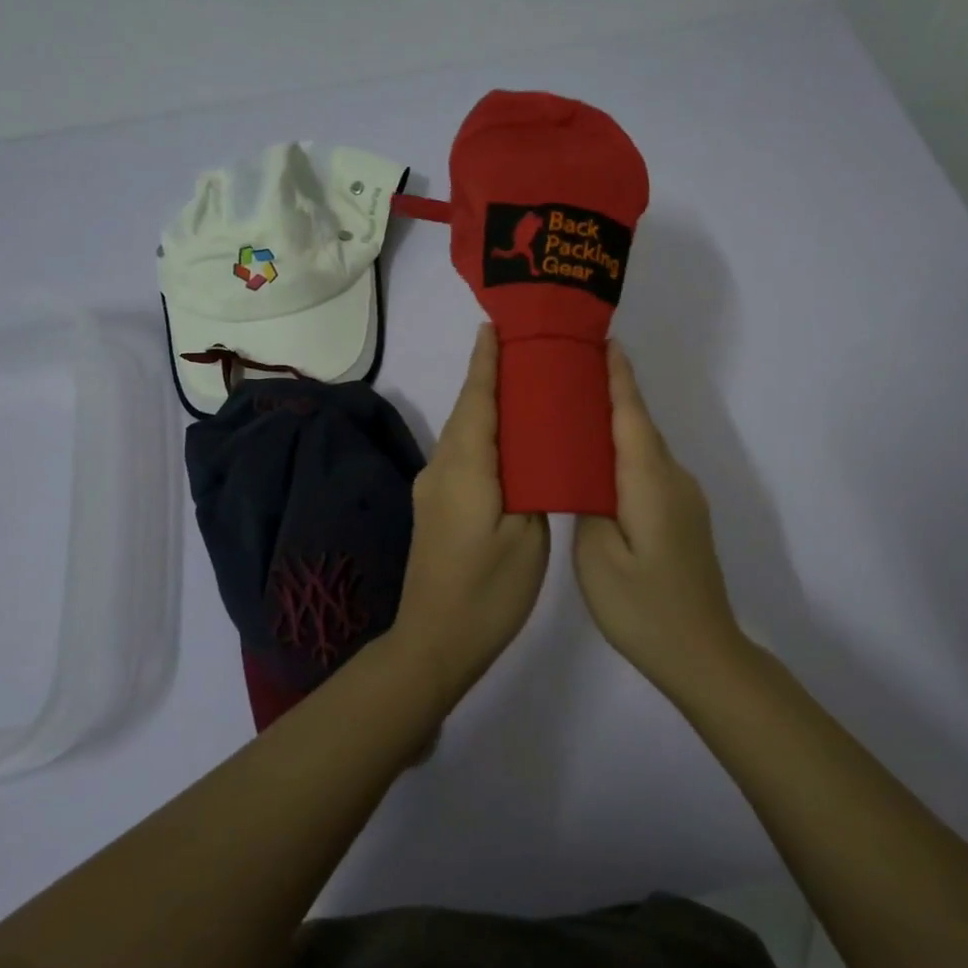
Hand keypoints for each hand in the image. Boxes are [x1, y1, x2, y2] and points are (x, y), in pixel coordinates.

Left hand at [396, 325, 549, 695]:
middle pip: (468, 410)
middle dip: (491, 376)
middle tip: (528, 351)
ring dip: (487, 406)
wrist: (435, 641)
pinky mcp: (435, 507)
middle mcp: (441, 468)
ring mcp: (433, 489)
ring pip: (464, 434)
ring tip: (525, 389)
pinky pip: (462, 456)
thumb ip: (533, 483)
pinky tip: (509, 442)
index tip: (497, 325)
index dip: (487, 361)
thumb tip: (534, 454)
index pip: (477, 399)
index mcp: (466, 467)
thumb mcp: (528, 536)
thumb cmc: (489, 590)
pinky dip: (484, 437)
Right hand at [574, 341, 746, 688]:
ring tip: (576, 412)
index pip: (631, 415)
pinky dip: (626, 455)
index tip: (603, 341)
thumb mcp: (597, 556)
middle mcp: (673, 479)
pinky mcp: (684, 518)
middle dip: (612, 393)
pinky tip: (600, 464)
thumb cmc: (643, 607)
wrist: (703, 654)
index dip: (618, 377)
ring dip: (618, 425)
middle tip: (571, 371)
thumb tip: (587, 474)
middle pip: (640, 426)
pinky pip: (650, 472)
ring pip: (645, 450)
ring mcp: (684, 500)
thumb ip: (589, 503)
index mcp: (650, 481)